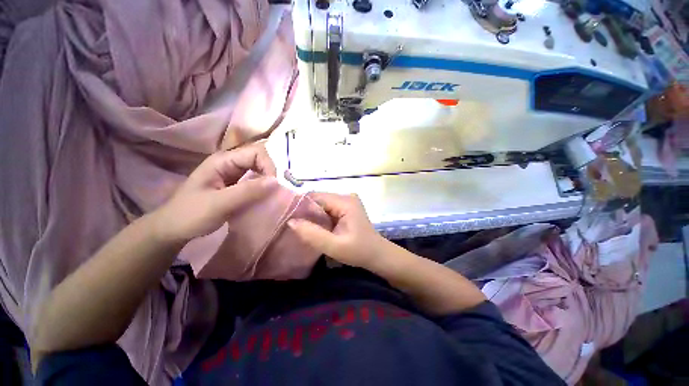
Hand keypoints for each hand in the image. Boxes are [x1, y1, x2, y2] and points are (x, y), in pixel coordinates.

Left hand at [151, 143, 277, 243]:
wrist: (174, 229)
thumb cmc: (191, 214)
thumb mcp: (219, 203)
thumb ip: (248, 191)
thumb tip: (277, 181)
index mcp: (223, 160)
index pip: (256, 152)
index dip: (270, 164)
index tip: (278, 184)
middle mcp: (231, 162)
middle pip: (260, 158)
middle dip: (274, 170)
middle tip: (285, 186)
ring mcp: (234, 173)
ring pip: (260, 169)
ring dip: (272, 177)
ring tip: (282, 189)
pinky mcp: (237, 185)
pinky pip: (257, 180)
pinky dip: (266, 185)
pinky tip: (272, 193)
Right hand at [288, 193, 387, 268]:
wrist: (377, 255)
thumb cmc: (359, 251)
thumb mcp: (335, 247)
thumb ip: (313, 234)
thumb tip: (291, 221)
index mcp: (345, 201)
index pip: (316, 197)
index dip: (301, 207)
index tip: (288, 219)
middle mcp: (346, 197)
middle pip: (318, 199)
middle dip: (306, 212)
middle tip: (294, 226)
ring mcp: (347, 201)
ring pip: (321, 204)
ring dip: (312, 215)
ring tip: (302, 227)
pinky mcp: (346, 208)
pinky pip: (327, 209)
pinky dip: (320, 217)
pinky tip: (315, 227)